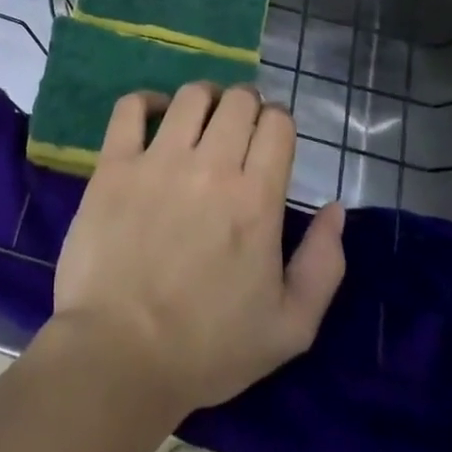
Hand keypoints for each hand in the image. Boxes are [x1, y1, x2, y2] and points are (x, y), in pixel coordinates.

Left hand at [52, 83, 345, 417]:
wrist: (121, 354)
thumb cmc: (209, 347)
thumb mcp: (290, 327)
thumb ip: (323, 264)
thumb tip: (337, 210)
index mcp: (255, 200)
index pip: (277, 125)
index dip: (280, 122)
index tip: (273, 136)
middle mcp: (209, 166)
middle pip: (237, 101)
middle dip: (247, 104)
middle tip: (241, 125)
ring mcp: (157, 160)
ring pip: (190, 97)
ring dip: (206, 98)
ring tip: (204, 115)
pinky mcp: (114, 164)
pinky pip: (130, 108)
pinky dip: (146, 100)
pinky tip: (155, 112)